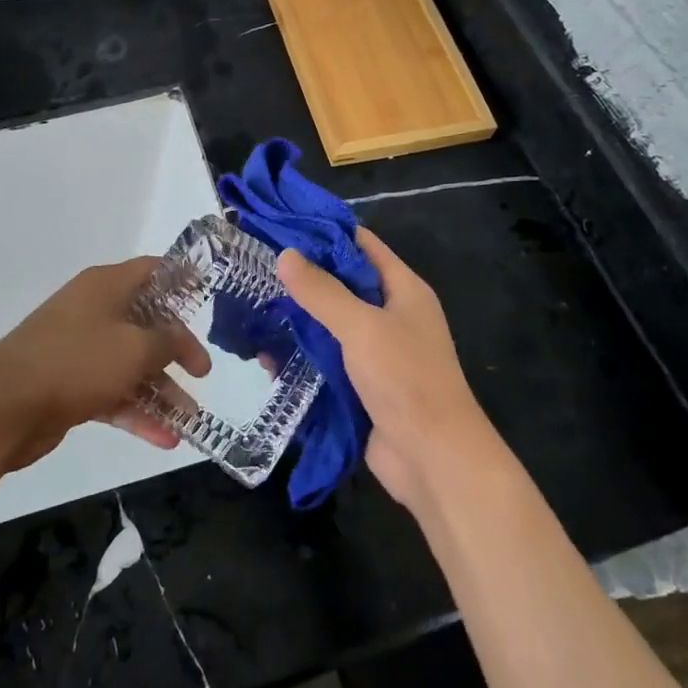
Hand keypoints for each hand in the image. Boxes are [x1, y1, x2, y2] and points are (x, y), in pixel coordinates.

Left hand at [0, 258, 211, 471]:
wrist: (3, 407)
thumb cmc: (77, 362)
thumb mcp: (135, 348)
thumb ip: (167, 341)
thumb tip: (180, 336)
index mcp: (106, 285)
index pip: (152, 271)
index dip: (181, 281)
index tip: (208, 297)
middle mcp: (93, 310)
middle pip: (145, 322)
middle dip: (176, 349)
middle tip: (202, 373)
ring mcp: (79, 348)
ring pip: (130, 363)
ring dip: (160, 390)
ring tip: (190, 420)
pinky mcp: (69, 384)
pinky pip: (112, 392)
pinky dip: (136, 412)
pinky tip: (164, 439)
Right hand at [277, 229, 491, 509]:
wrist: (435, 460)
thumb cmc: (406, 380)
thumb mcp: (362, 327)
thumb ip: (322, 291)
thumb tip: (285, 254)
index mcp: (402, 290)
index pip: (361, 245)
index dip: (324, 233)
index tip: (281, 226)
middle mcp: (391, 315)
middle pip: (342, 284)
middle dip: (303, 279)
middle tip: (256, 269)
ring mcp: (377, 352)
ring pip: (330, 324)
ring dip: (297, 320)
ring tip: (253, 312)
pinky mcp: (362, 385)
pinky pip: (327, 360)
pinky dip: (302, 357)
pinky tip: (267, 358)